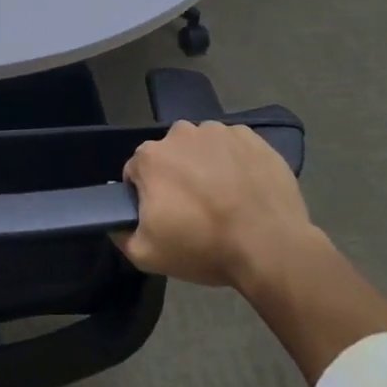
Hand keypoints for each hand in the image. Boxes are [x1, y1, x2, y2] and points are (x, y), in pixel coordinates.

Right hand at [115, 121, 321, 293]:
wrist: (270, 246)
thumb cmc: (204, 247)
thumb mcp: (148, 255)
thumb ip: (121, 234)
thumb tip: (115, 222)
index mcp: (151, 157)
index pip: (137, 173)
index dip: (147, 196)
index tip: (165, 218)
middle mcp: (180, 133)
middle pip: (171, 155)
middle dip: (178, 177)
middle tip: (196, 211)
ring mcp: (218, 131)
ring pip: (203, 148)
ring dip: (207, 166)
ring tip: (226, 200)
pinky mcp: (252, 137)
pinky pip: (234, 147)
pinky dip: (236, 162)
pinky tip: (247, 189)